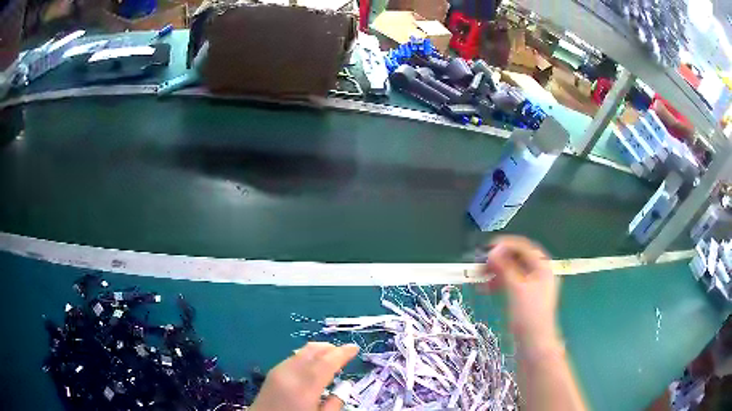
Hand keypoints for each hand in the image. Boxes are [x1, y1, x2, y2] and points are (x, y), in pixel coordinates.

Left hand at [250, 342, 358, 410]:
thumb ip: (335, 403)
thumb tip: (345, 385)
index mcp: (304, 388)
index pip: (326, 362)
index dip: (342, 353)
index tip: (355, 348)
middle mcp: (290, 374)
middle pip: (312, 351)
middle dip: (331, 348)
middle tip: (345, 352)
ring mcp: (278, 371)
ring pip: (301, 351)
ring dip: (319, 350)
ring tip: (331, 357)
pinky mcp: (272, 373)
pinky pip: (293, 357)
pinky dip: (307, 355)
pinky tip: (313, 364)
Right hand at [479, 236, 559, 347]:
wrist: (534, 343)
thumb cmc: (528, 314)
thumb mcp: (516, 287)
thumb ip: (505, 267)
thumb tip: (492, 251)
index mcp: (543, 266)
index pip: (524, 247)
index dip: (506, 244)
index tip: (487, 248)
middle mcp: (539, 273)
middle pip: (518, 258)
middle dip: (499, 259)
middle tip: (481, 264)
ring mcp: (532, 286)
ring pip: (512, 271)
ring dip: (497, 271)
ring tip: (481, 277)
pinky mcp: (525, 298)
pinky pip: (511, 283)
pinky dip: (499, 283)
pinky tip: (486, 288)